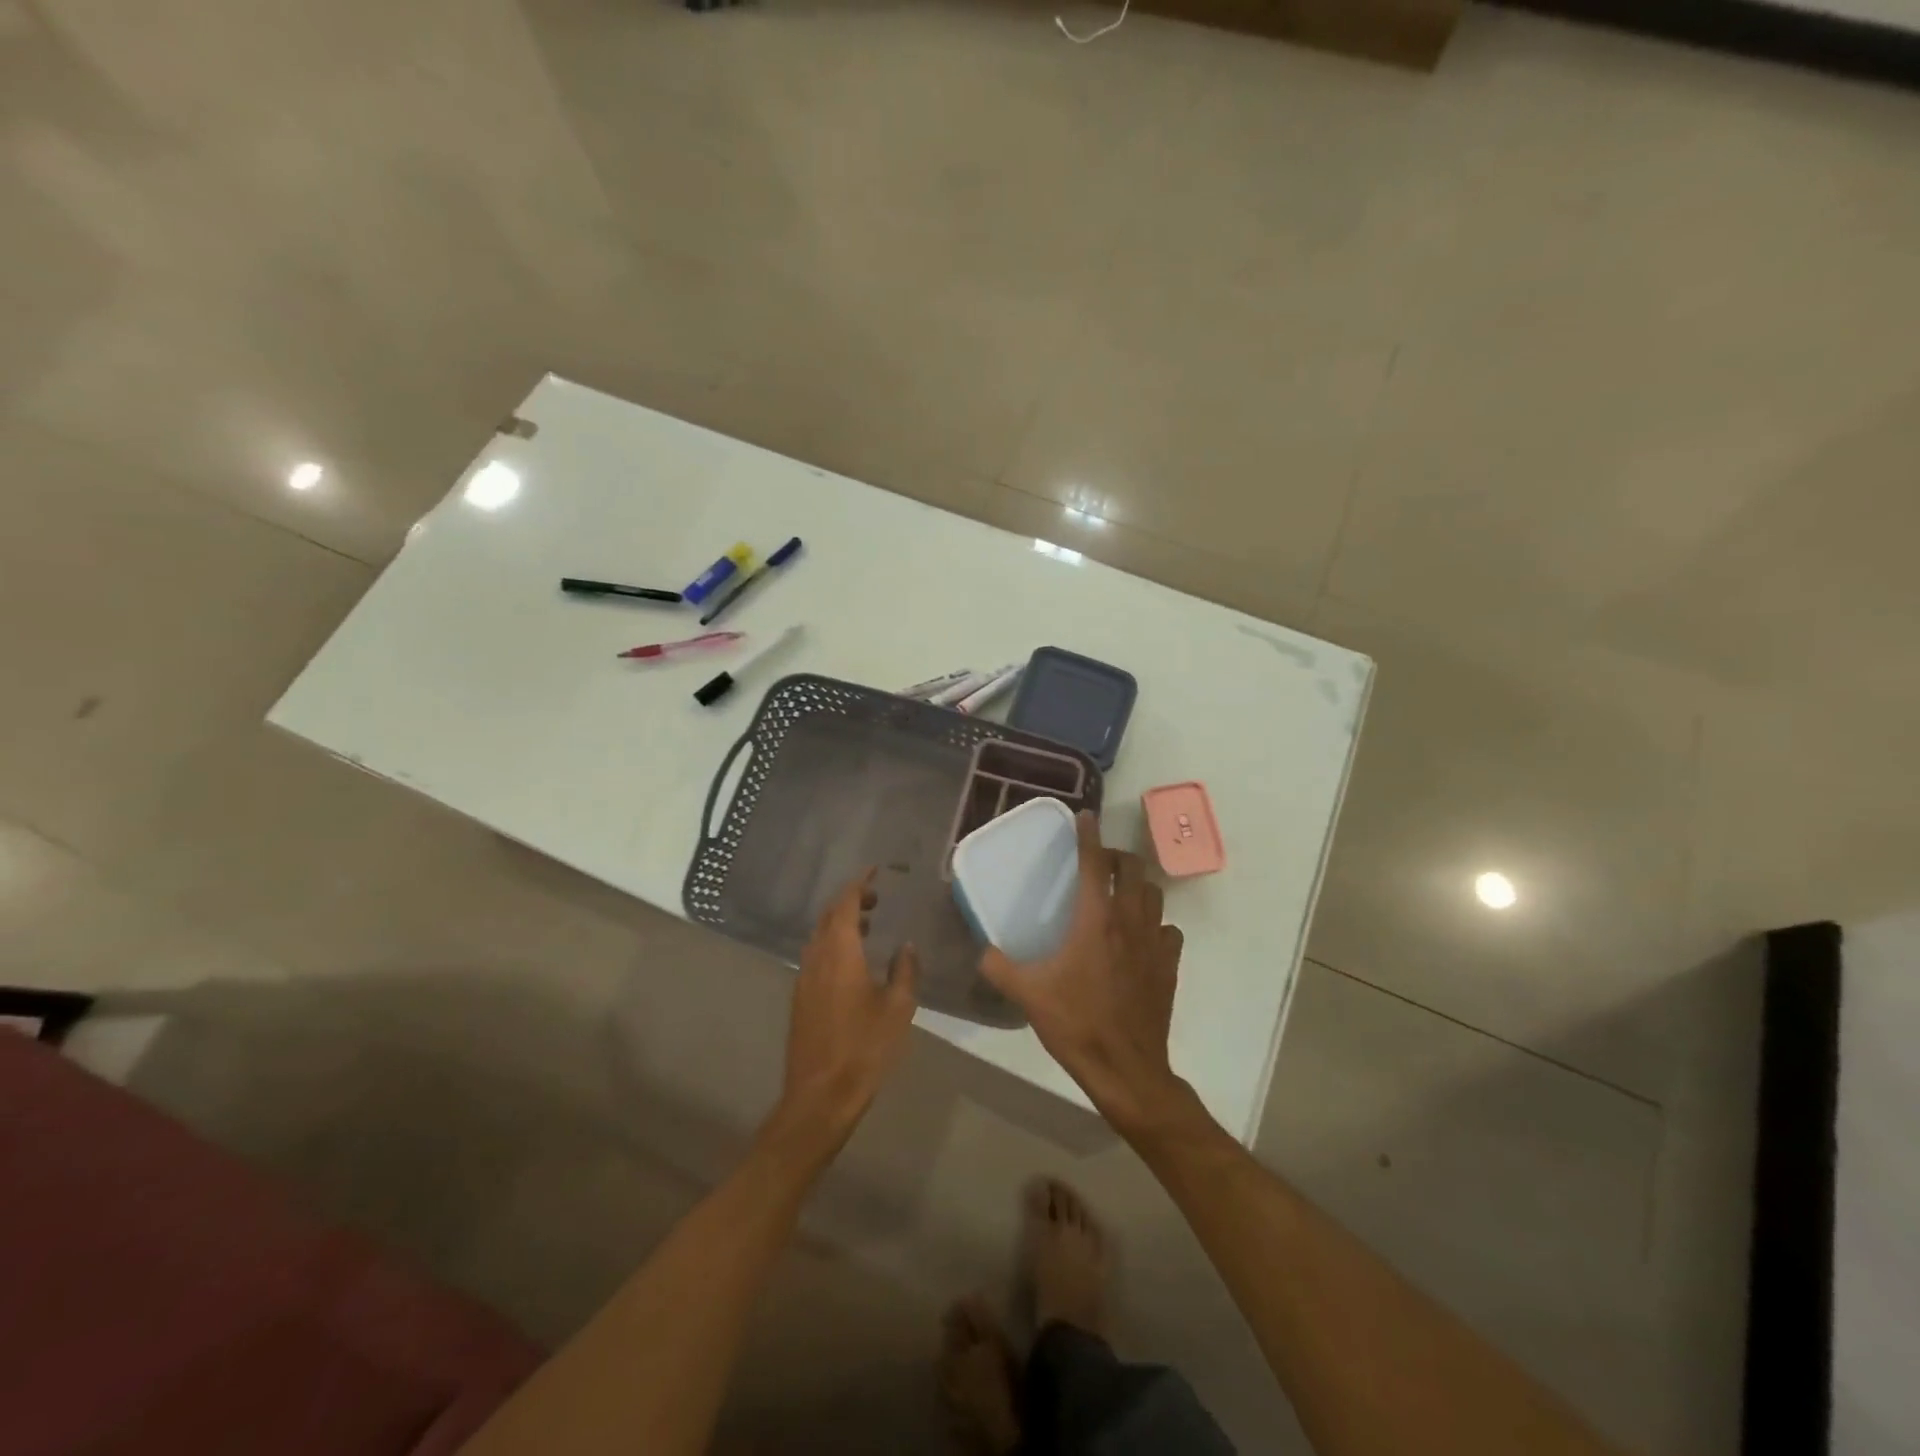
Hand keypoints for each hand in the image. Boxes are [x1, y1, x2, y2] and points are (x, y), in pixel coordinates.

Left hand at [777, 869, 917, 1148]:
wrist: (820, 1096)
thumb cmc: (864, 1048)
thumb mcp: (898, 1009)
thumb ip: (904, 971)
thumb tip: (906, 947)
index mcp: (840, 953)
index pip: (845, 903)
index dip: (859, 883)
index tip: (875, 871)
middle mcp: (816, 958)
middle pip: (829, 916)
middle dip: (850, 900)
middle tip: (876, 897)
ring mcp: (804, 978)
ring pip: (820, 936)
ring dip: (841, 923)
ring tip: (868, 925)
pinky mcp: (801, 997)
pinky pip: (816, 955)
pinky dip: (834, 944)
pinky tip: (853, 961)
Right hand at [978, 812, 1188, 1136]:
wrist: (1126, 1068)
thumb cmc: (1076, 1023)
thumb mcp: (1028, 994)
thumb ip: (999, 967)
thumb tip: (982, 951)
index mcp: (1096, 919)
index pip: (1095, 863)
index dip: (1089, 835)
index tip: (1086, 816)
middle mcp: (1129, 921)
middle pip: (1133, 869)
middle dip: (1116, 856)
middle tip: (1098, 863)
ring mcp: (1154, 943)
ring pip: (1154, 895)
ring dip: (1137, 886)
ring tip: (1119, 894)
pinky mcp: (1169, 965)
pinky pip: (1167, 930)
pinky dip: (1155, 924)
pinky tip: (1141, 937)